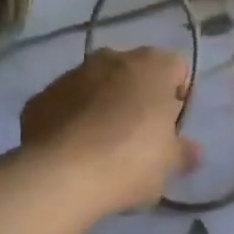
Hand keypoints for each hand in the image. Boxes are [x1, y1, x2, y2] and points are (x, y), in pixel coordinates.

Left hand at [20, 46, 201, 214]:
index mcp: (153, 65)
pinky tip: (72, 152)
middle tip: (139, 136)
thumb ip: (184, 152)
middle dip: (138, 97)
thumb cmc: (131, 160)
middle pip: (135, 73)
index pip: (178, 69)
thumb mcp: (169, 163)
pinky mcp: (40, 97)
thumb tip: (193, 151)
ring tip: (102, 146)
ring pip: (97, 85)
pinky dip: (71, 120)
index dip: (178, 97)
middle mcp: (113, 58)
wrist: (61, 175)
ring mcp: (72, 74)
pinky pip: (65, 104)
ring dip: (103, 105)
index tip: (171, 127)